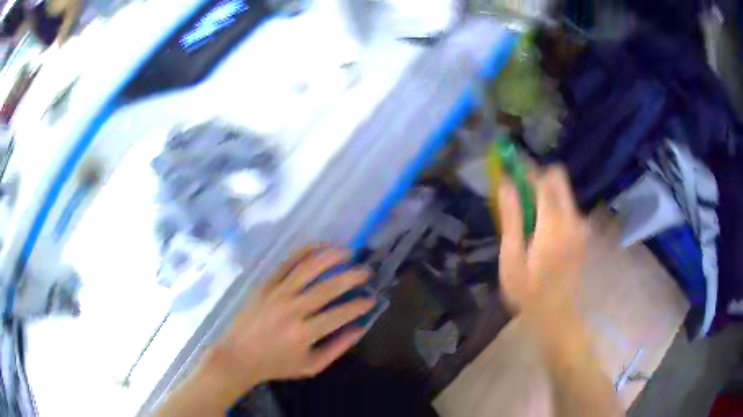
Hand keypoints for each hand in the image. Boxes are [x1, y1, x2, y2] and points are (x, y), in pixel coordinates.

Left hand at [211, 247, 374, 389]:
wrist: (239, 355)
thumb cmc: (277, 364)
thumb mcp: (311, 366)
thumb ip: (337, 348)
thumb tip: (360, 328)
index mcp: (304, 333)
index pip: (340, 314)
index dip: (359, 305)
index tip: (372, 298)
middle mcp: (292, 309)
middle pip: (327, 287)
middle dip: (352, 277)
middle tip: (366, 271)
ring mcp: (277, 293)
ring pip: (307, 268)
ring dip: (330, 256)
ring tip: (348, 251)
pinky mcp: (266, 284)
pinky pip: (287, 263)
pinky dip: (305, 252)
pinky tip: (319, 246)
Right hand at [497, 164, 586, 314]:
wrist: (556, 316)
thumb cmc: (529, 293)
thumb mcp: (512, 259)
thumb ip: (511, 219)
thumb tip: (506, 184)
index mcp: (553, 225)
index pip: (544, 181)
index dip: (527, 169)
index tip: (511, 167)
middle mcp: (572, 219)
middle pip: (559, 179)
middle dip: (538, 177)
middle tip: (518, 192)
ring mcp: (579, 227)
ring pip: (563, 192)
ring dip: (545, 193)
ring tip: (527, 215)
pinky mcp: (581, 234)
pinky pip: (567, 207)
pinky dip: (553, 206)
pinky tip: (540, 228)